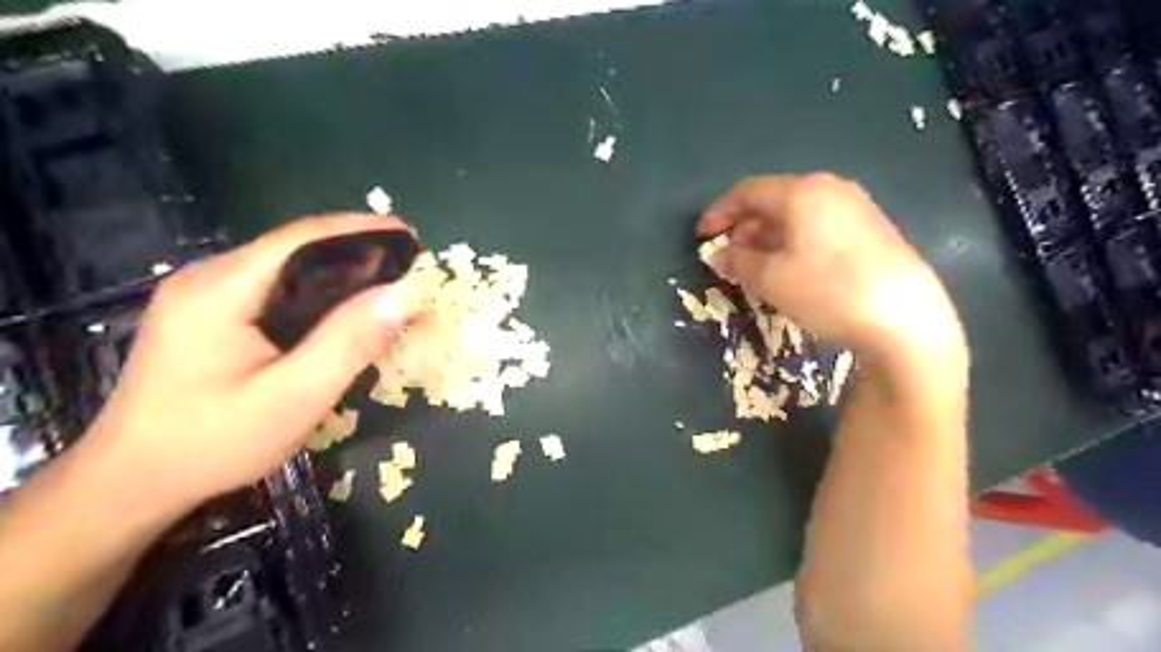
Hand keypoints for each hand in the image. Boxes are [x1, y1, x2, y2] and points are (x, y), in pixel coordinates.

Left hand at [82, 212, 419, 510]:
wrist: (133, 481)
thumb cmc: (214, 443)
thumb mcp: (294, 398)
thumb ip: (348, 343)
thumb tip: (404, 294)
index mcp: (221, 290)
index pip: (302, 238)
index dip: (362, 230)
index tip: (412, 237)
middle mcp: (209, 278)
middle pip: (295, 247)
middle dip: (357, 248)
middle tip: (410, 265)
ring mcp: (205, 294)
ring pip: (288, 265)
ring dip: (341, 269)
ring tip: (390, 282)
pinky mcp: (210, 313)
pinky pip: (277, 286)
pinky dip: (320, 289)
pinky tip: (345, 307)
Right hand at [699, 174, 961, 364]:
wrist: (906, 320)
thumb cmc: (828, 291)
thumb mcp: (771, 279)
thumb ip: (738, 262)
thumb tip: (719, 255)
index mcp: (802, 192)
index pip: (747, 191)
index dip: (719, 212)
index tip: (701, 236)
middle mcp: (830, 190)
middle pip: (773, 200)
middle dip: (744, 226)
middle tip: (729, 255)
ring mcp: (856, 208)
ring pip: (797, 215)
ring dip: (768, 236)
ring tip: (756, 266)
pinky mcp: (872, 230)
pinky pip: (819, 227)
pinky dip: (794, 242)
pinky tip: (792, 269)